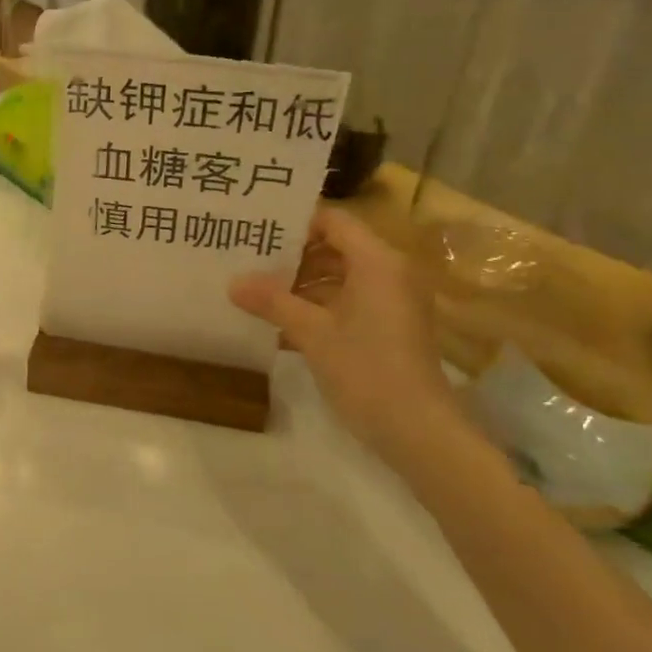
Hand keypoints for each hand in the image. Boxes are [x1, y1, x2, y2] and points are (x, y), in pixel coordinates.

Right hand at [229, 207, 457, 456]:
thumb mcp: (312, 333)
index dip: (295, 221)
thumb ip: (272, 302)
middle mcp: (389, 272)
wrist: (419, 431)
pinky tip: (279, 322)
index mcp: (377, 261)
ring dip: (301, 283)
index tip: (257, 230)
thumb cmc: (366, 370)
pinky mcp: (389, 326)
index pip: (333, 220)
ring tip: (256, 290)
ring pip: (340, 276)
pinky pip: (348, 301)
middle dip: (292, 254)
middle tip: (248, 258)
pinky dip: (318, 306)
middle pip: (335, 246)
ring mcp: (392, 301)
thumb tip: (232, 282)